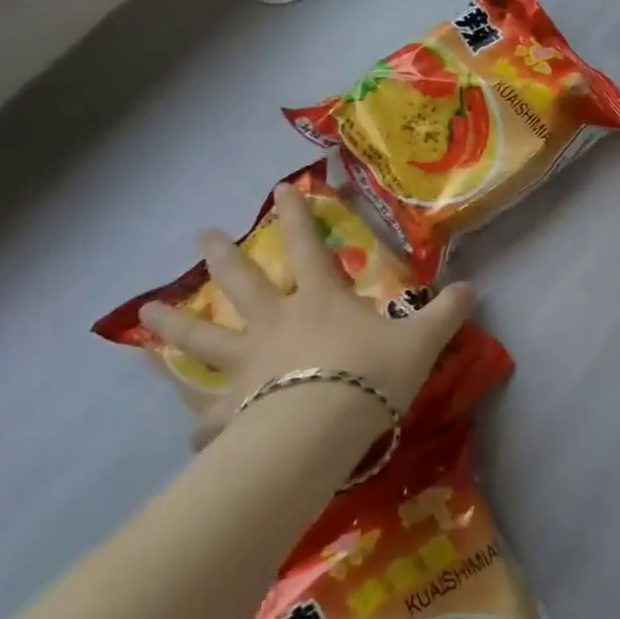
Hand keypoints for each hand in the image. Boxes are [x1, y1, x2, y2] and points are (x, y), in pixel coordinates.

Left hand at [140, 183, 474, 446]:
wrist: (322, 429)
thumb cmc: (371, 376)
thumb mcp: (422, 341)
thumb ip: (446, 313)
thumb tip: (474, 287)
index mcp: (321, 302)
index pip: (309, 247)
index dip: (298, 216)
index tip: (281, 189)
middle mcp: (277, 323)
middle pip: (244, 282)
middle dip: (224, 255)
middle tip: (201, 234)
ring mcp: (247, 364)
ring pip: (204, 337)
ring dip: (175, 324)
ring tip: (145, 312)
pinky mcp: (232, 408)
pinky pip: (207, 410)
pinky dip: (196, 416)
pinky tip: (183, 425)